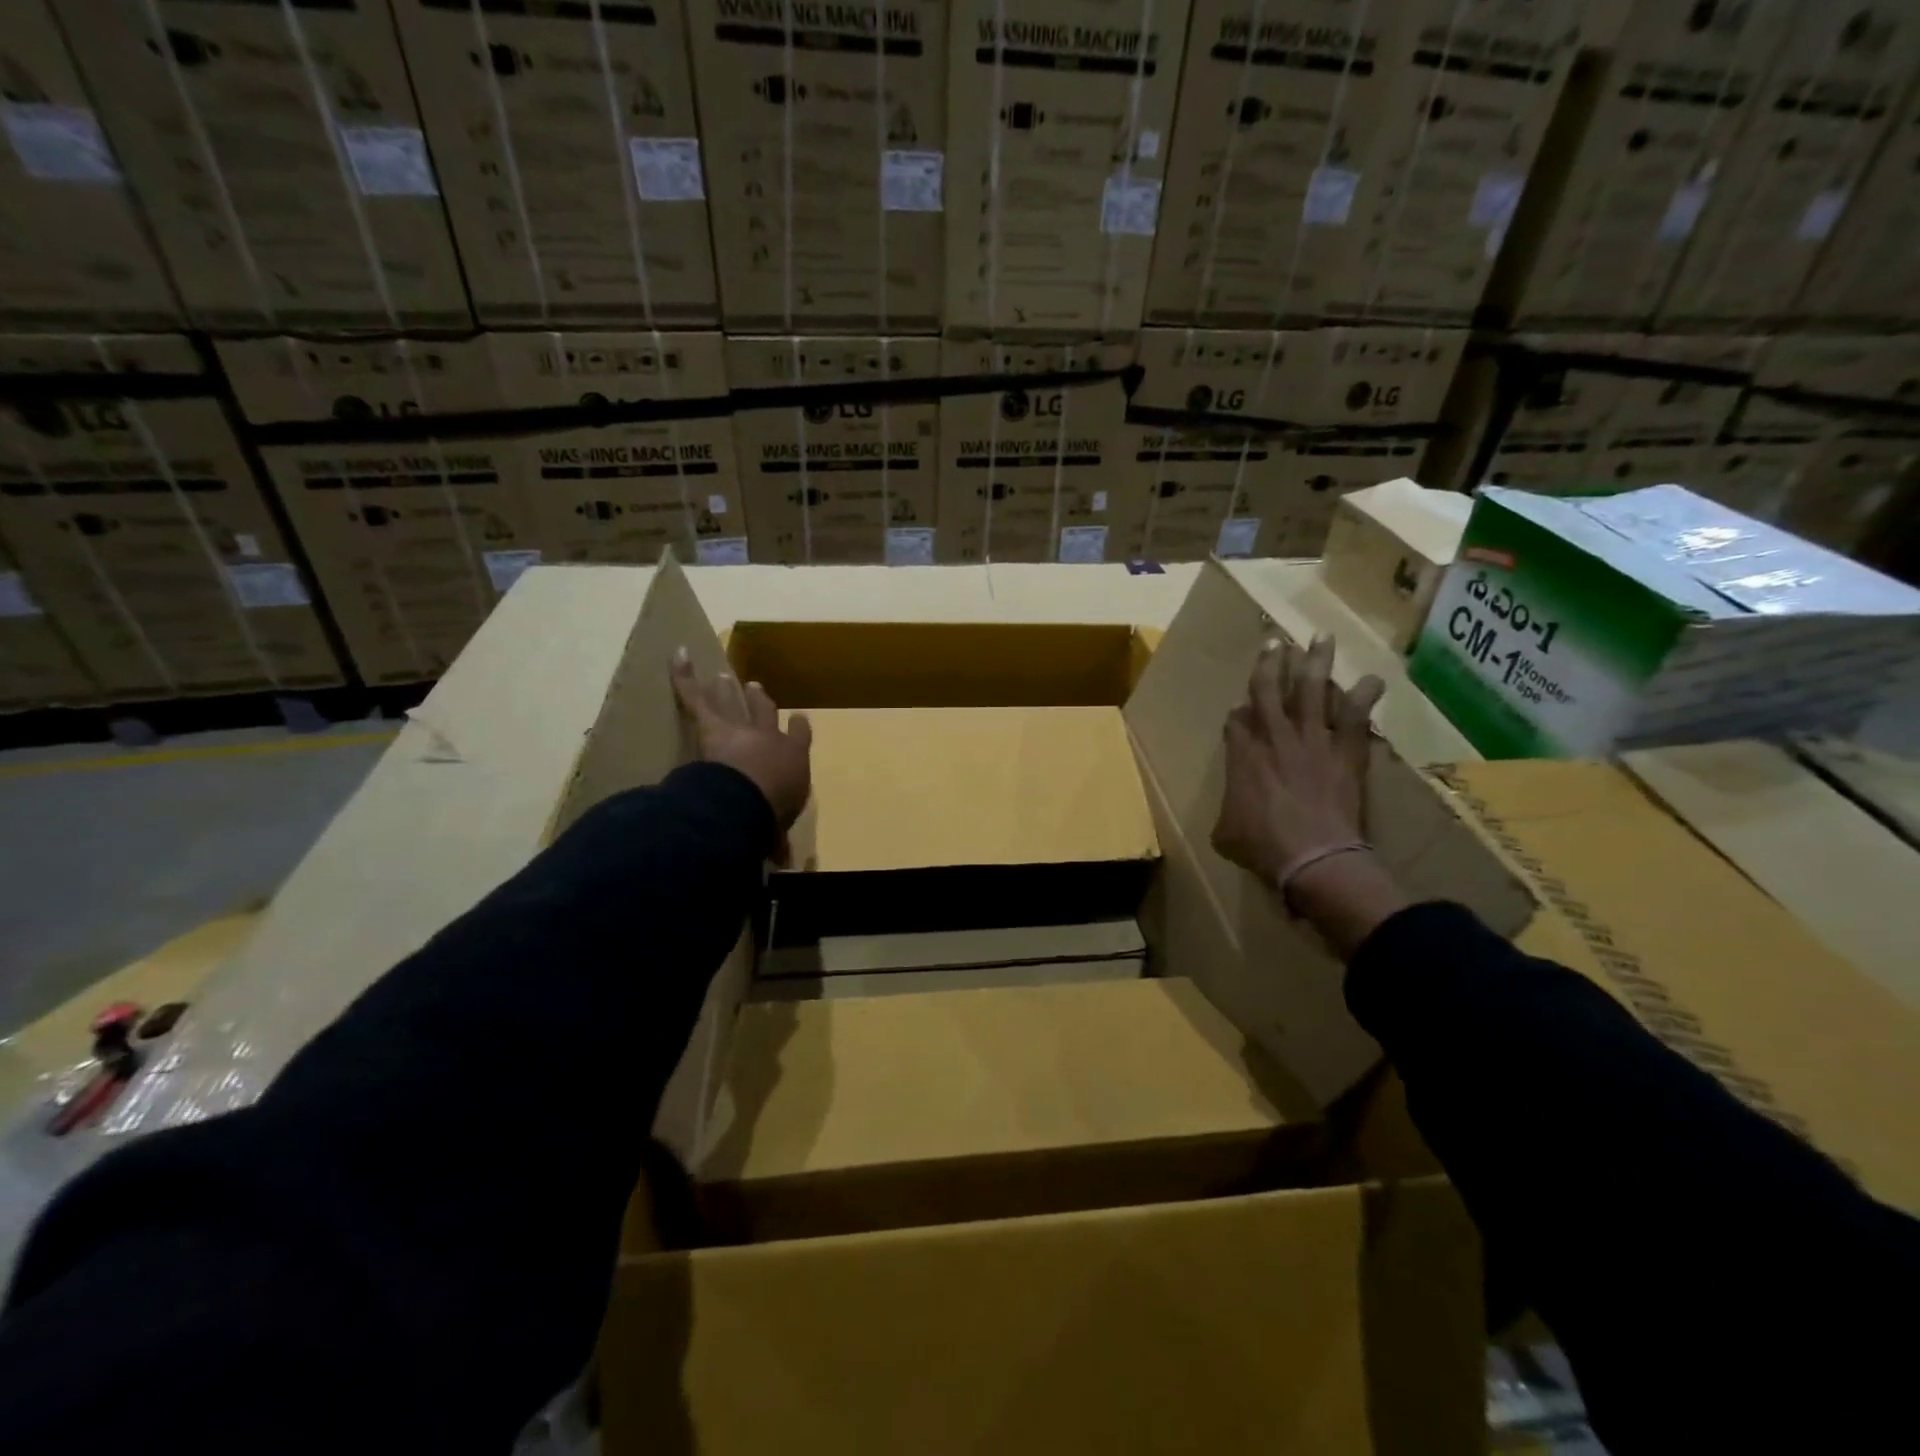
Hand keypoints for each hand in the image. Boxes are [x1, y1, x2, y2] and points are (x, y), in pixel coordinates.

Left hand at [671, 649, 811, 856]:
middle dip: (760, 701)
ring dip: (728, 689)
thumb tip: (780, 861)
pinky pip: (694, 697)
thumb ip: (774, 839)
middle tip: (754, 687)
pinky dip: (683, 675)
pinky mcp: (711, 724)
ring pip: (733, 703)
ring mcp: (740, 727)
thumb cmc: (768, 818)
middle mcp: (770, 738)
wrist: (746, 802)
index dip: (798, 729)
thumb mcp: (776, 833)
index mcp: (793, 762)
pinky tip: (678, 653)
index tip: (800, 719)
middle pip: (765, 714)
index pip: (798, 739)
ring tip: (725, 675)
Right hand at [1211, 634, 1382, 882]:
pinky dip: (1365, 696)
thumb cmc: (1262, 847)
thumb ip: (1227, 811)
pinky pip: (1356, 716)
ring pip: (1311, 689)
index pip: (1236, 720)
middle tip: (1274, 642)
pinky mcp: (1345, 750)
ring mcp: (1312, 739)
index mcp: (1241, 754)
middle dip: (1269, 664)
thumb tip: (1231, 812)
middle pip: (1267, 689)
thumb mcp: (1225, 832)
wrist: (1313, 856)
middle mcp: (1273, 736)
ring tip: (1321, 638)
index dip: (1238, 713)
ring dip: (1315, 662)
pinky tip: (1374, 679)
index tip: (1240, 710)